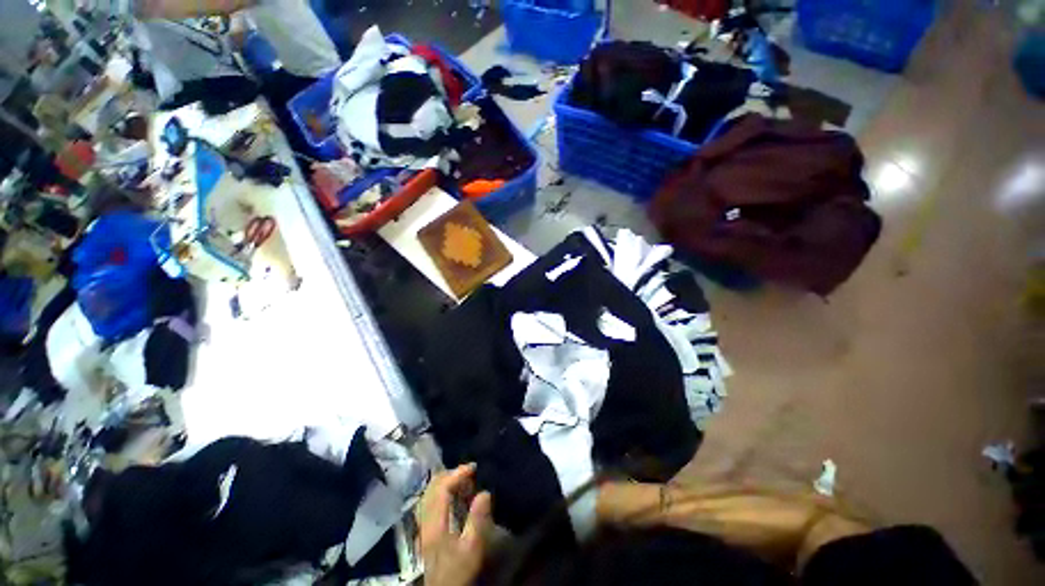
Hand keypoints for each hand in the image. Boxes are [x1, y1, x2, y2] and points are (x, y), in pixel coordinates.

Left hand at [417, 464, 491, 585]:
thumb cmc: (458, 571)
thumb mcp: (471, 549)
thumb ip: (477, 520)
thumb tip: (484, 492)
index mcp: (434, 522)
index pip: (442, 487)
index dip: (457, 473)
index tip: (474, 467)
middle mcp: (425, 519)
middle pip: (432, 487)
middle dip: (451, 474)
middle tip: (470, 472)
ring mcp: (423, 524)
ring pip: (430, 492)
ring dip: (446, 481)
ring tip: (464, 481)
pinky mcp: (425, 529)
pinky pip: (431, 500)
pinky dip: (442, 490)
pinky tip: (453, 495)